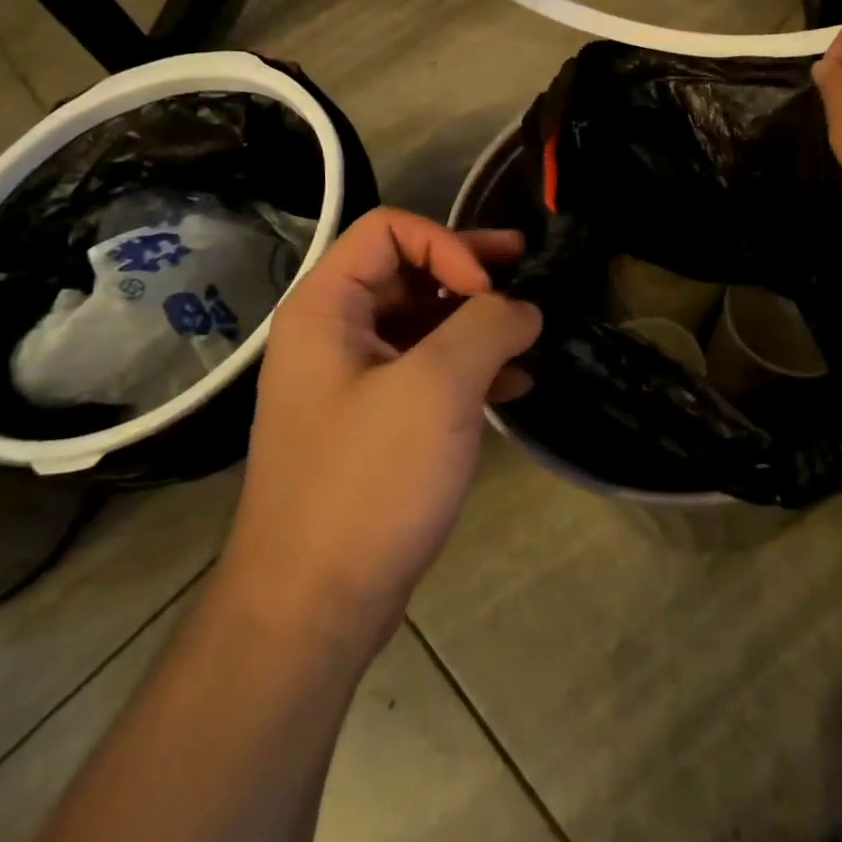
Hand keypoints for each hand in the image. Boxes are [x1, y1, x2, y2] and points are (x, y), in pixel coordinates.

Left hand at [221, 208, 539, 650]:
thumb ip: (487, 327)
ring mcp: (353, 381)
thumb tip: (521, 308)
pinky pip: (426, 370)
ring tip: (531, 332)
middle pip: (408, 271)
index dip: (446, 245)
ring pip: (423, 322)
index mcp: (327, 309)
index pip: (389, 231)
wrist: (311, 610)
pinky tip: (514, 382)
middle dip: (471, 269)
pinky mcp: (374, 423)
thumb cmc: (367, 482)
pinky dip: (469, 366)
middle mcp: (333, 334)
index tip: (488, 291)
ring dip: (477, 320)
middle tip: (526, 267)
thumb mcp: (437, 388)